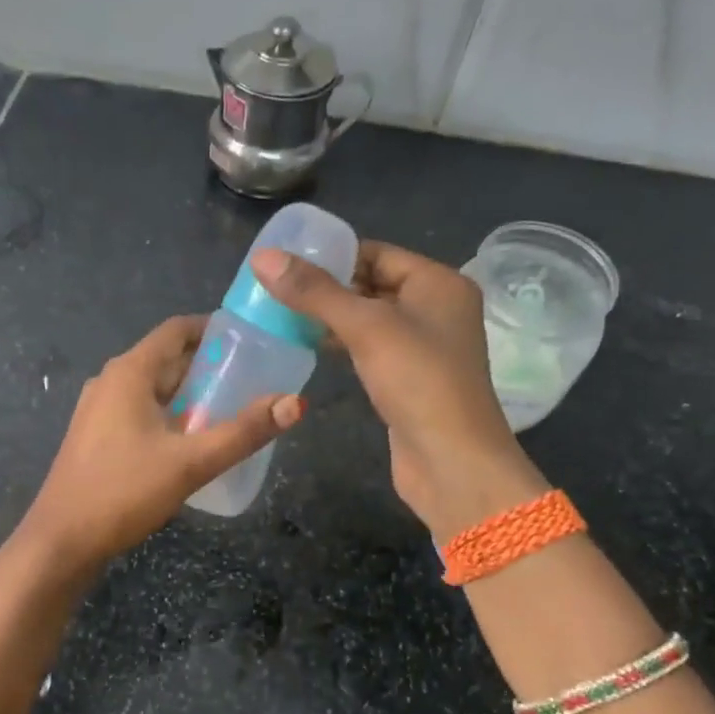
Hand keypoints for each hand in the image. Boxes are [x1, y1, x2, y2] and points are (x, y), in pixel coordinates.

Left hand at [15, 314, 304, 573]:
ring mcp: (99, 410)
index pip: (177, 330)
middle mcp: (111, 381)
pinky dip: (171, 415)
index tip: (253, 341)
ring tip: (232, 410)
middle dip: (210, 366)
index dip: (215, 329)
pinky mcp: (97, 437)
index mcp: (129, 372)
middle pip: (168, 359)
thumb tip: (295, 403)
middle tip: (254, 381)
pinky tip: (193, 441)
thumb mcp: (191, 462)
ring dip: (192, 394)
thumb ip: (243, 432)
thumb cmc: (123, 491)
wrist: (61, 541)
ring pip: (155, 389)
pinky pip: (141, 411)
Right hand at [253, 241, 545, 539]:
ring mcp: (424, 347)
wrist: (451, 460)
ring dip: (331, 318)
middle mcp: (436, 309)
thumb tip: (263, 257)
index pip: (377, 253)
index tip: (286, 262)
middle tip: (276, 290)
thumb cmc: (417, 381)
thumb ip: (314, 291)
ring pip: (369, 319)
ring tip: (282, 315)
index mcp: (438, 283)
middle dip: (327, 288)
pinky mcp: (409, 379)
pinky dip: (342, 345)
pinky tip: (309, 347)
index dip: (332, 255)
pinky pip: (370, 349)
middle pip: (372, 284)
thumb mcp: (365, 327)